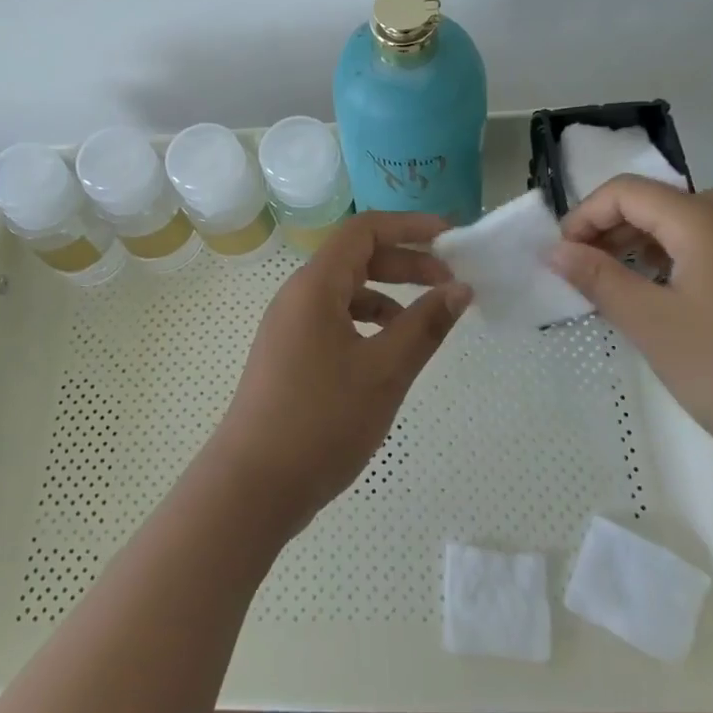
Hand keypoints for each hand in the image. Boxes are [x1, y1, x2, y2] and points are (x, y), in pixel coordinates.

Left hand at [206, 211, 471, 533]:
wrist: (253, 485)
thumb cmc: (321, 420)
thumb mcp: (384, 371)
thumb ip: (425, 325)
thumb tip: (460, 289)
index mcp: (315, 286)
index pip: (365, 231)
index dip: (410, 226)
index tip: (451, 238)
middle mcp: (298, 296)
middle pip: (357, 257)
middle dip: (406, 262)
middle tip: (451, 281)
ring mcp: (290, 326)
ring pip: (346, 291)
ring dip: (389, 294)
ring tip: (428, 318)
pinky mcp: (290, 354)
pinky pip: (335, 319)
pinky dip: (368, 322)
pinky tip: (390, 350)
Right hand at [549, 176, 712, 481]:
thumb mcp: (651, 324)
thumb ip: (598, 278)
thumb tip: (554, 250)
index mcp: (704, 221)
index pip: (627, 192)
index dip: (585, 216)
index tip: (562, 257)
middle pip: (657, 202)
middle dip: (610, 229)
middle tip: (583, 272)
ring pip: (684, 225)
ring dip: (640, 244)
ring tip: (615, 286)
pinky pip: (710, 248)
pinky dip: (674, 260)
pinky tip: (663, 299)